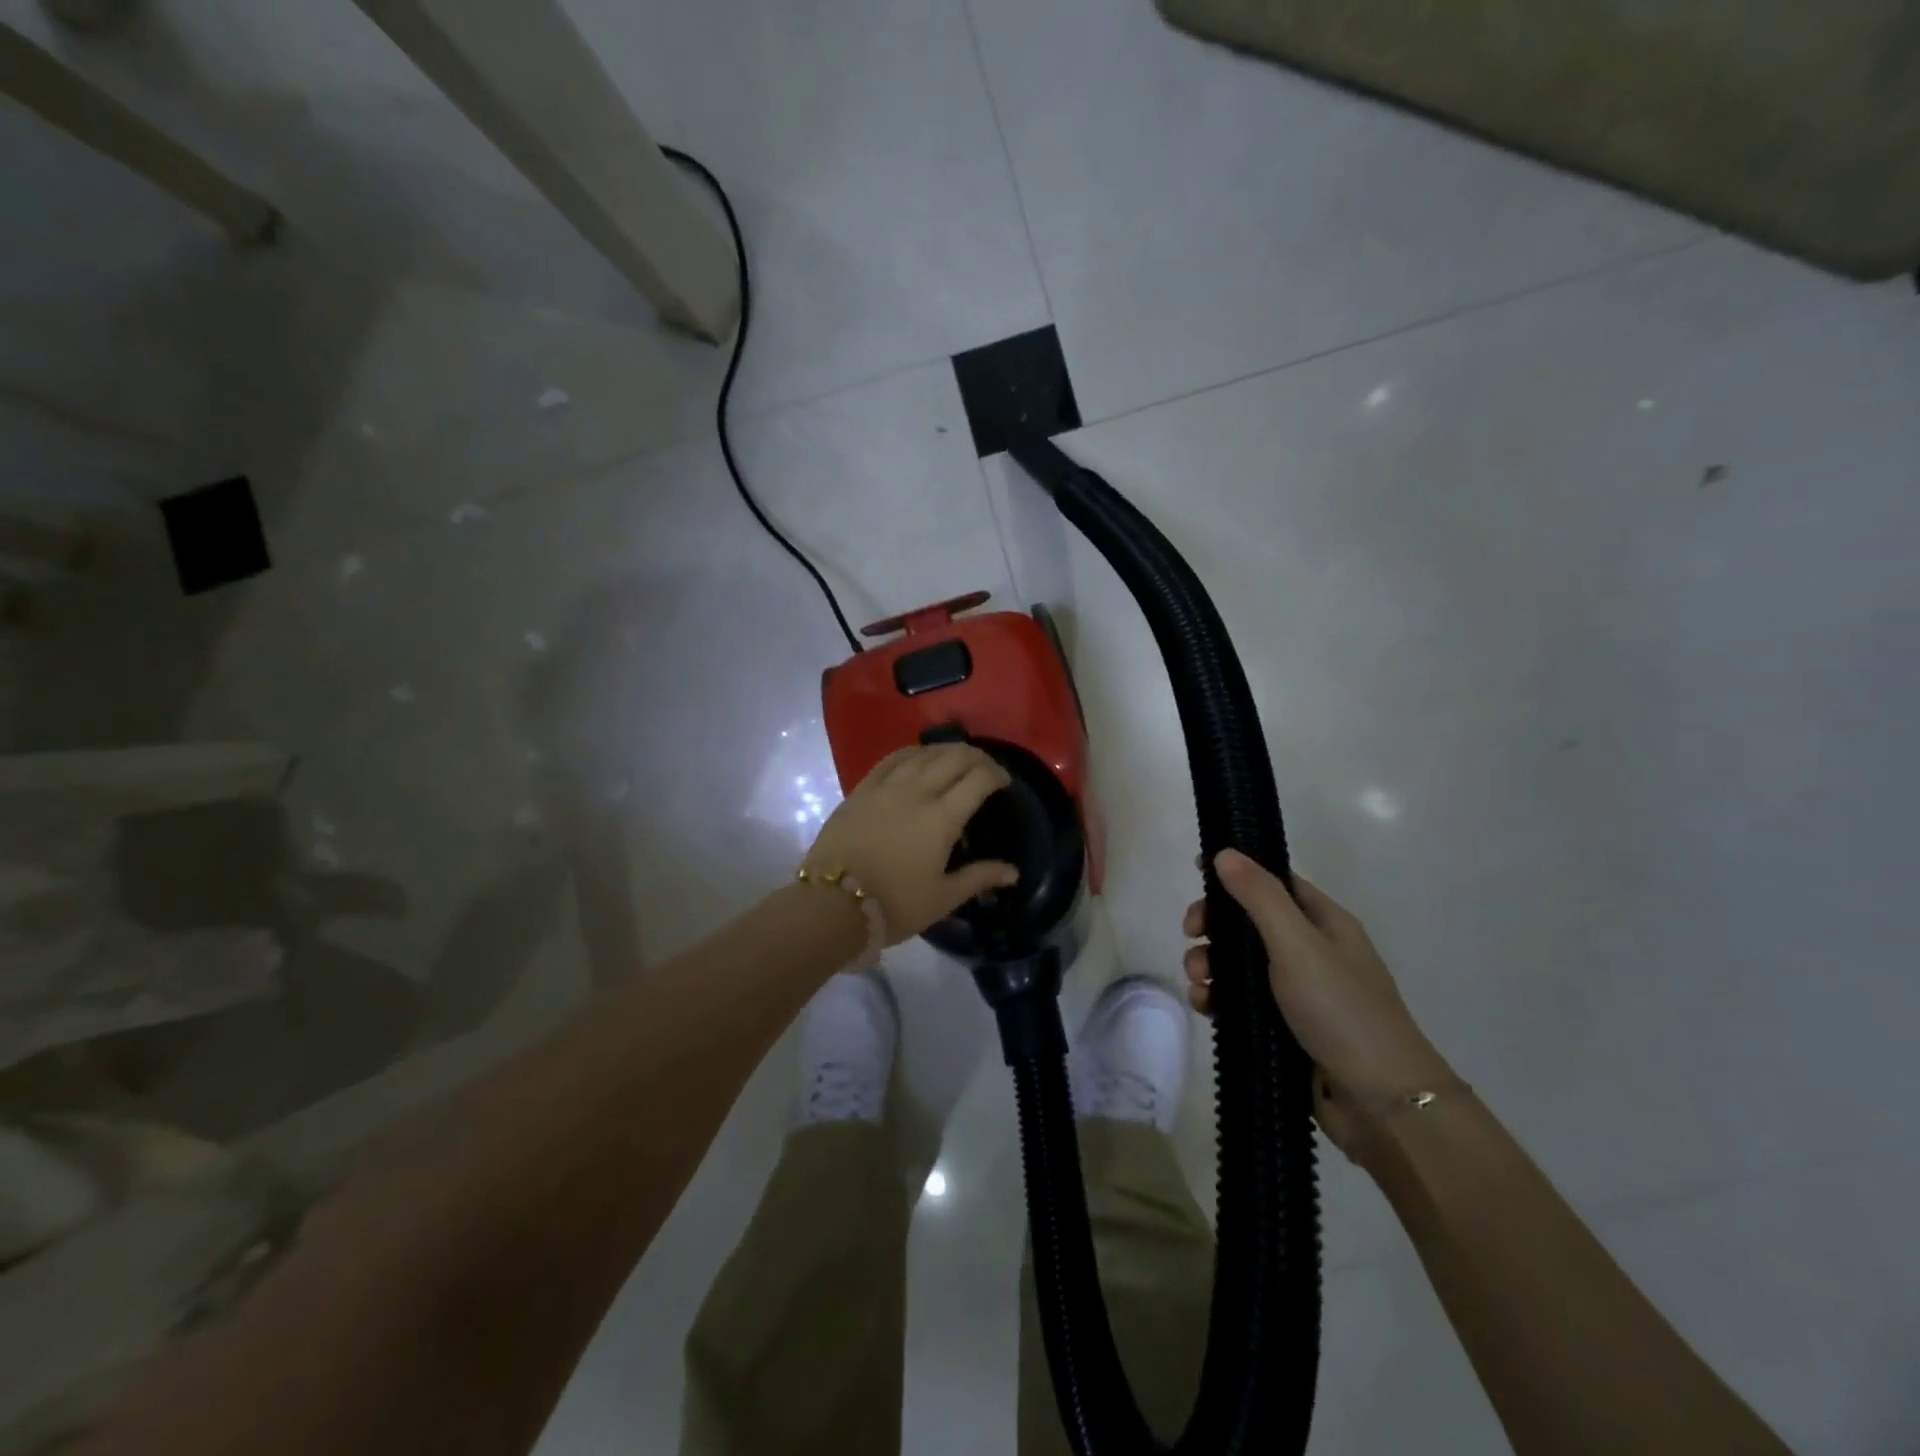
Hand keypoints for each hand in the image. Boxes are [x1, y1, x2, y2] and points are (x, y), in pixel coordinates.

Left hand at [805, 744, 1018, 943]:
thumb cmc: (894, 905)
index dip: (997, 774)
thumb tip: (1013, 872)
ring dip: (946, 751)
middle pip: (954, 758)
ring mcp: (886, 787)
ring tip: (955, 759)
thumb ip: (979, 878)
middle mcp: (917, 792)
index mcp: (942, 818)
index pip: (978, 779)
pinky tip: (917, 757)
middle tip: (985, 768)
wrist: (832, 905)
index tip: (1004, 782)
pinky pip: (891, 759)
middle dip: (976, 757)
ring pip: (923, 753)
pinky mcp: (861, 790)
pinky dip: (912, 753)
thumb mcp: (943, 898)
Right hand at [1183, 850, 1449, 1156]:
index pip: (1274, 882)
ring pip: (1239, 964)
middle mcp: (1311, 952)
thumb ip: (1259, 896)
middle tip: (1191, 934)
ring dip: (1210, 964)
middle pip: (1249, 922)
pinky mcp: (1284, 1029)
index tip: (1197, 874)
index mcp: (1324, 923)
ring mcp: (1298, 993)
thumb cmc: (1341, 1009)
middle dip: (1214, 925)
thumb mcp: (1297, 943)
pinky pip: (1241, 1002)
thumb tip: (1226, 852)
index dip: (1236, 874)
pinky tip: (1205, 1007)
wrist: (1381, 1103)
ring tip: (1198, 982)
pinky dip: (1219, 999)